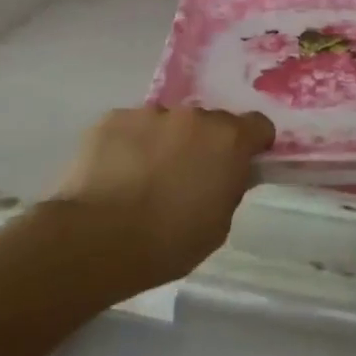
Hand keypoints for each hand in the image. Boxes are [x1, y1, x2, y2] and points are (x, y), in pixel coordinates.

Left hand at [44, 106, 274, 296]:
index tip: (241, 165)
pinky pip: (130, 127)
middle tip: (187, 178)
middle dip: (204, 144)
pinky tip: (115, 175)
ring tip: (143, 179)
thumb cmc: (168, 242)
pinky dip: (129, 145)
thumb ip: (228, 188)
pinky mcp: (111, 118)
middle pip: (209, 122)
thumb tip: (225, 175)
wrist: (96, 239)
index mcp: (228, 140)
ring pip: (167, 123)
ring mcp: (150, 113)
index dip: (252, 144)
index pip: (258, 125)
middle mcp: (193, 116)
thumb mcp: (218, 226)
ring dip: (165, 142)